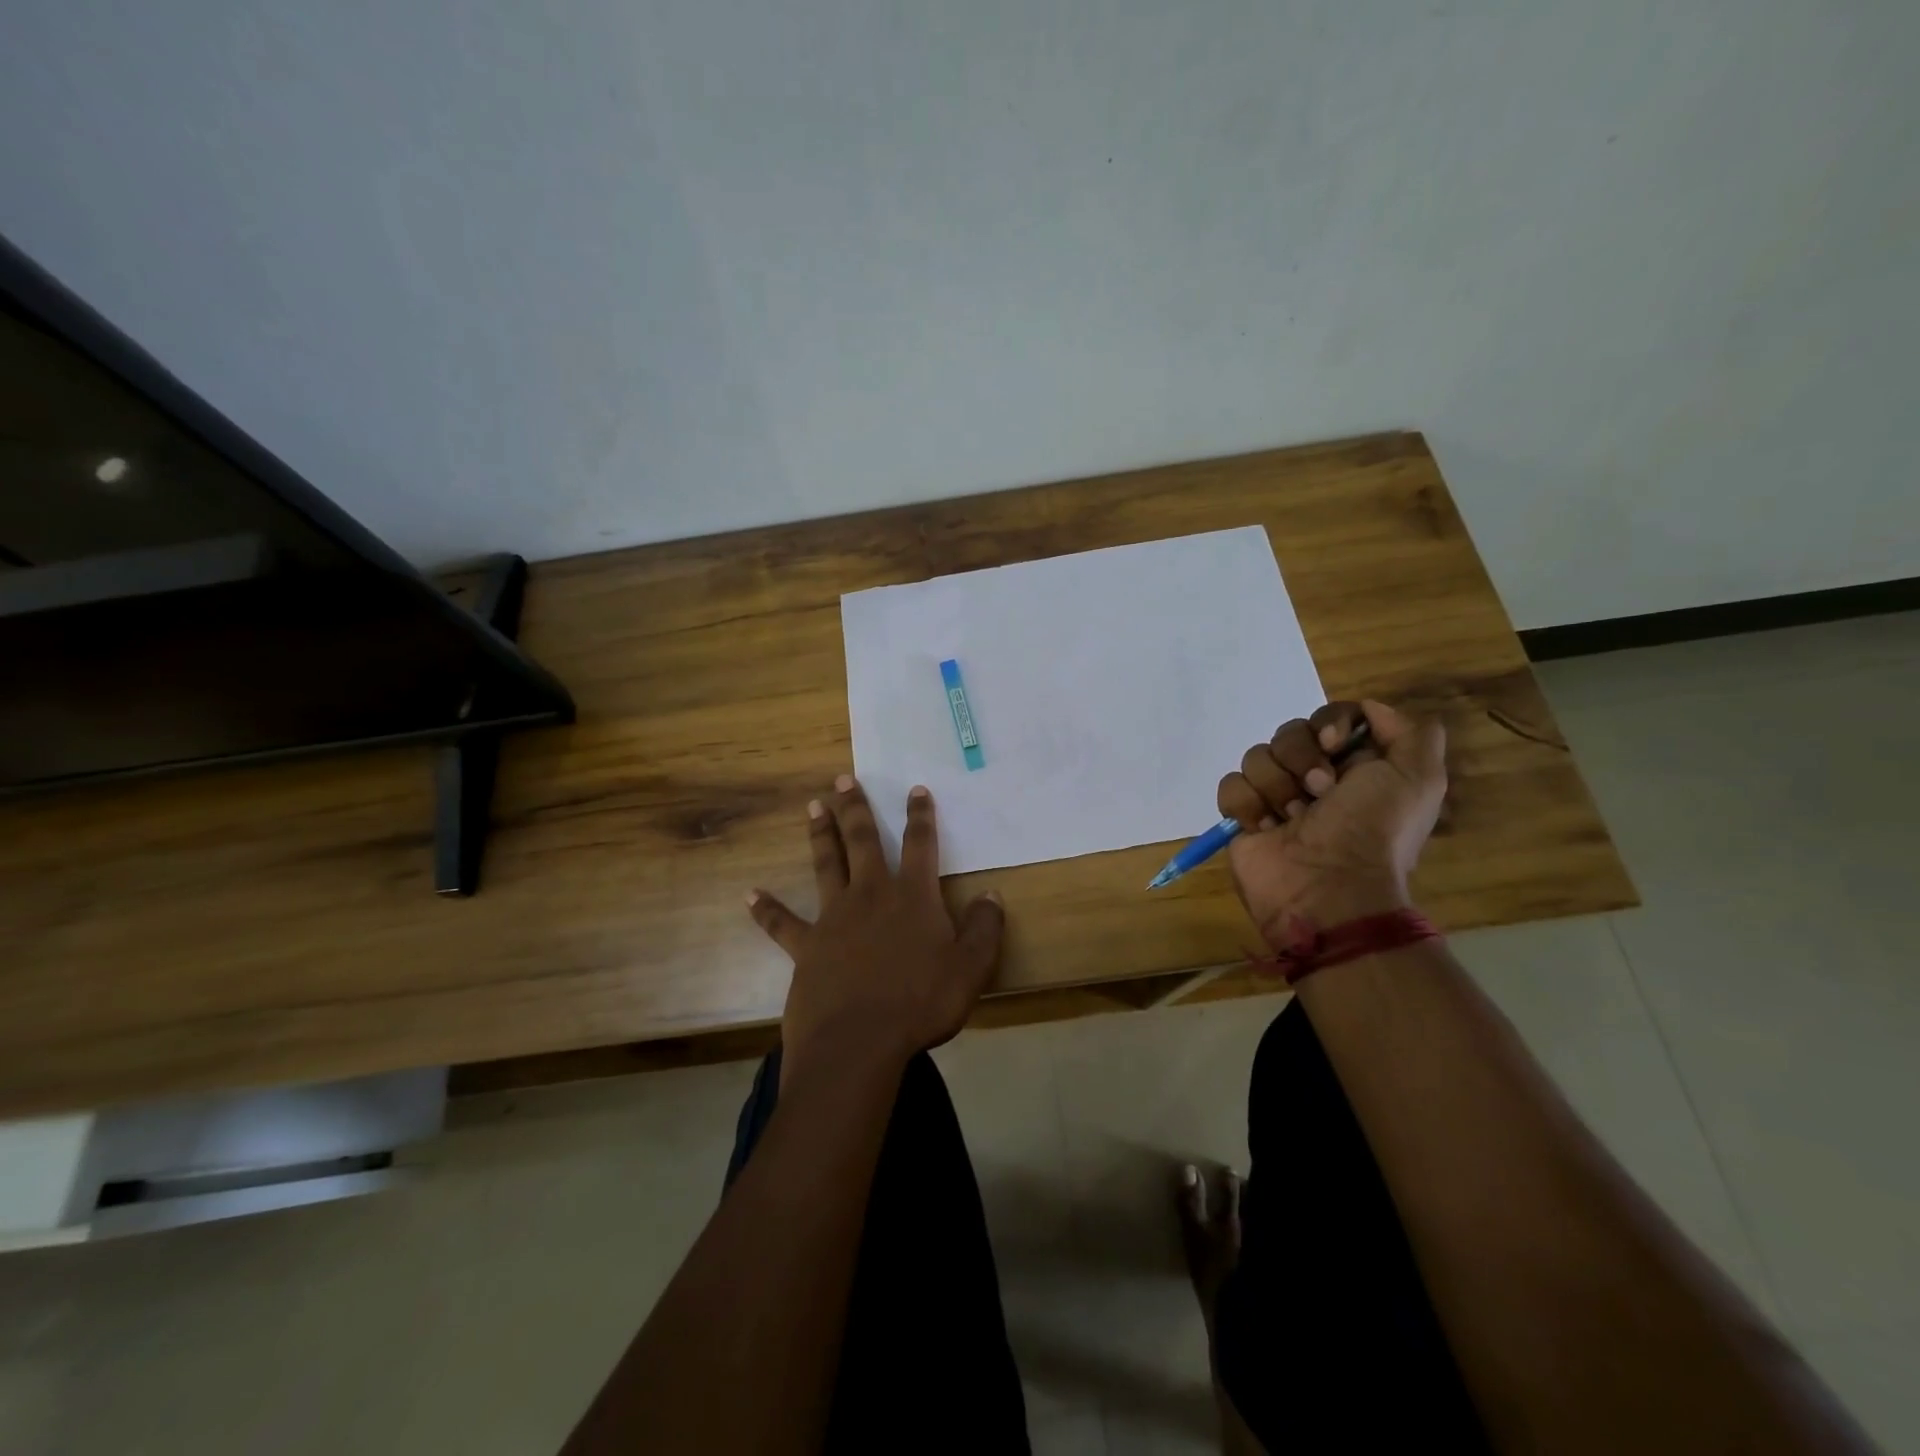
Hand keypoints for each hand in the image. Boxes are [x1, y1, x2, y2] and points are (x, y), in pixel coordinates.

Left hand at [747, 776, 1004, 1082]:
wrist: (859, 1043)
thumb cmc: (921, 1003)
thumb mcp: (971, 968)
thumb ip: (984, 928)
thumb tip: (991, 895)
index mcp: (912, 896)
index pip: (919, 844)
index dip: (920, 815)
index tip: (916, 790)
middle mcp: (871, 895)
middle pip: (863, 841)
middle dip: (856, 808)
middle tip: (843, 779)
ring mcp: (834, 918)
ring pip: (826, 865)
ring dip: (821, 835)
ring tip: (813, 807)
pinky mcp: (806, 947)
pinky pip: (781, 923)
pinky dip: (766, 909)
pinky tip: (749, 894)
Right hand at [1216, 699, 1445, 948]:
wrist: (1328, 888)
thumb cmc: (1373, 831)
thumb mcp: (1419, 778)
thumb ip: (1412, 732)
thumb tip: (1369, 711)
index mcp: (1356, 765)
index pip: (1330, 716)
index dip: (1329, 723)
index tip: (1335, 745)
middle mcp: (1315, 776)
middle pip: (1289, 732)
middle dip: (1301, 758)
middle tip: (1319, 793)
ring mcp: (1276, 796)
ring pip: (1257, 756)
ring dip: (1276, 786)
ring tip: (1293, 818)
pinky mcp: (1244, 816)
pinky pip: (1231, 785)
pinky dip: (1247, 805)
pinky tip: (1266, 828)